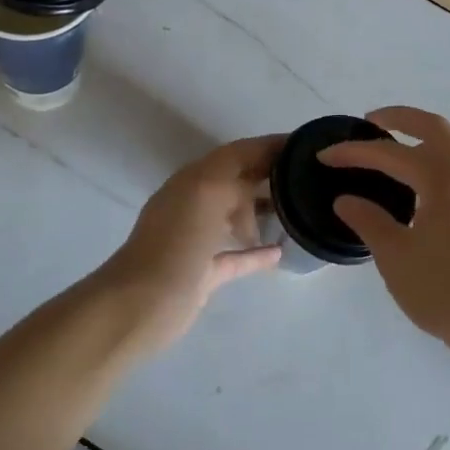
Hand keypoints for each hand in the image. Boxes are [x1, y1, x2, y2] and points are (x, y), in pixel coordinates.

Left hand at [94, 134, 283, 355]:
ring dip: (264, 211)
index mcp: (195, 180)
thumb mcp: (208, 194)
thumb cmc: (176, 243)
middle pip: (238, 181)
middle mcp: (195, 203)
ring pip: (237, 216)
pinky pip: (236, 255)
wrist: (141, 304)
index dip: (269, 146)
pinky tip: (280, 252)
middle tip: (308, 178)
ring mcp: (198, 239)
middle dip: (269, 174)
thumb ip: (235, 178)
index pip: (238, 153)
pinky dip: (257, 252)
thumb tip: (260, 179)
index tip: (304, 144)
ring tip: (299, 212)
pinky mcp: (203, 273)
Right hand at [319, 107, 449, 358]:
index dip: (354, 153)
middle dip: (401, 118)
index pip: (390, 154)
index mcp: (442, 178)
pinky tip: (434, 181)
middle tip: (371, 122)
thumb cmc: (442, 289)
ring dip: (432, 135)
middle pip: (435, 128)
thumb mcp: (394, 255)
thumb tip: (346, 200)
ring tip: (407, 147)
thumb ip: (368, 220)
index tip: (325, 155)